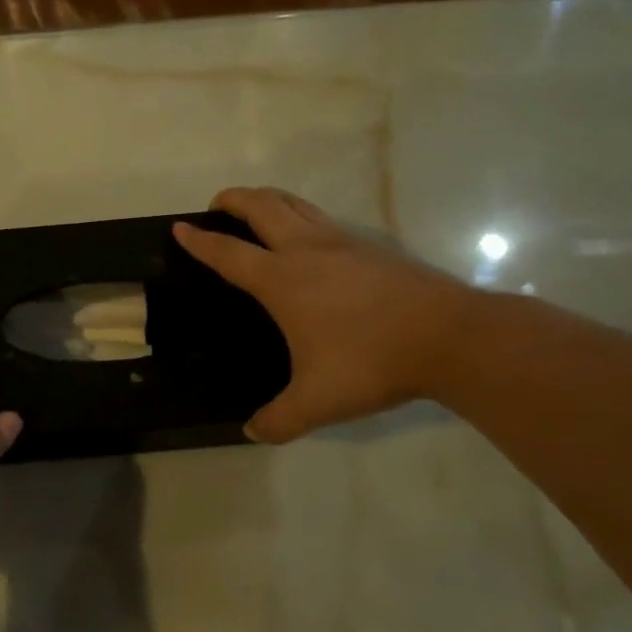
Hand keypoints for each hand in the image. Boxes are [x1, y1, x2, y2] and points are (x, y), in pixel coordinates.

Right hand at [173, 188, 475, 443]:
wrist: (451, 337)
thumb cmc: (372, 362)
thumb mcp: (317, 402)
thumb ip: (278, 420)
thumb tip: (252, 432)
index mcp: (282, 280)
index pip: (228, 253)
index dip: (199, 240)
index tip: (180, 228)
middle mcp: (306, 250)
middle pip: (261, 206)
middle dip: (232, 199)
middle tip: (216, 205)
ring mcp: (343, 242)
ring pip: (295, 204)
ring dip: (268, 199)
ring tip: (256, 209)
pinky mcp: (372, 246)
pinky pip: (323, 219)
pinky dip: (301, 216)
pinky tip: (310, 240)